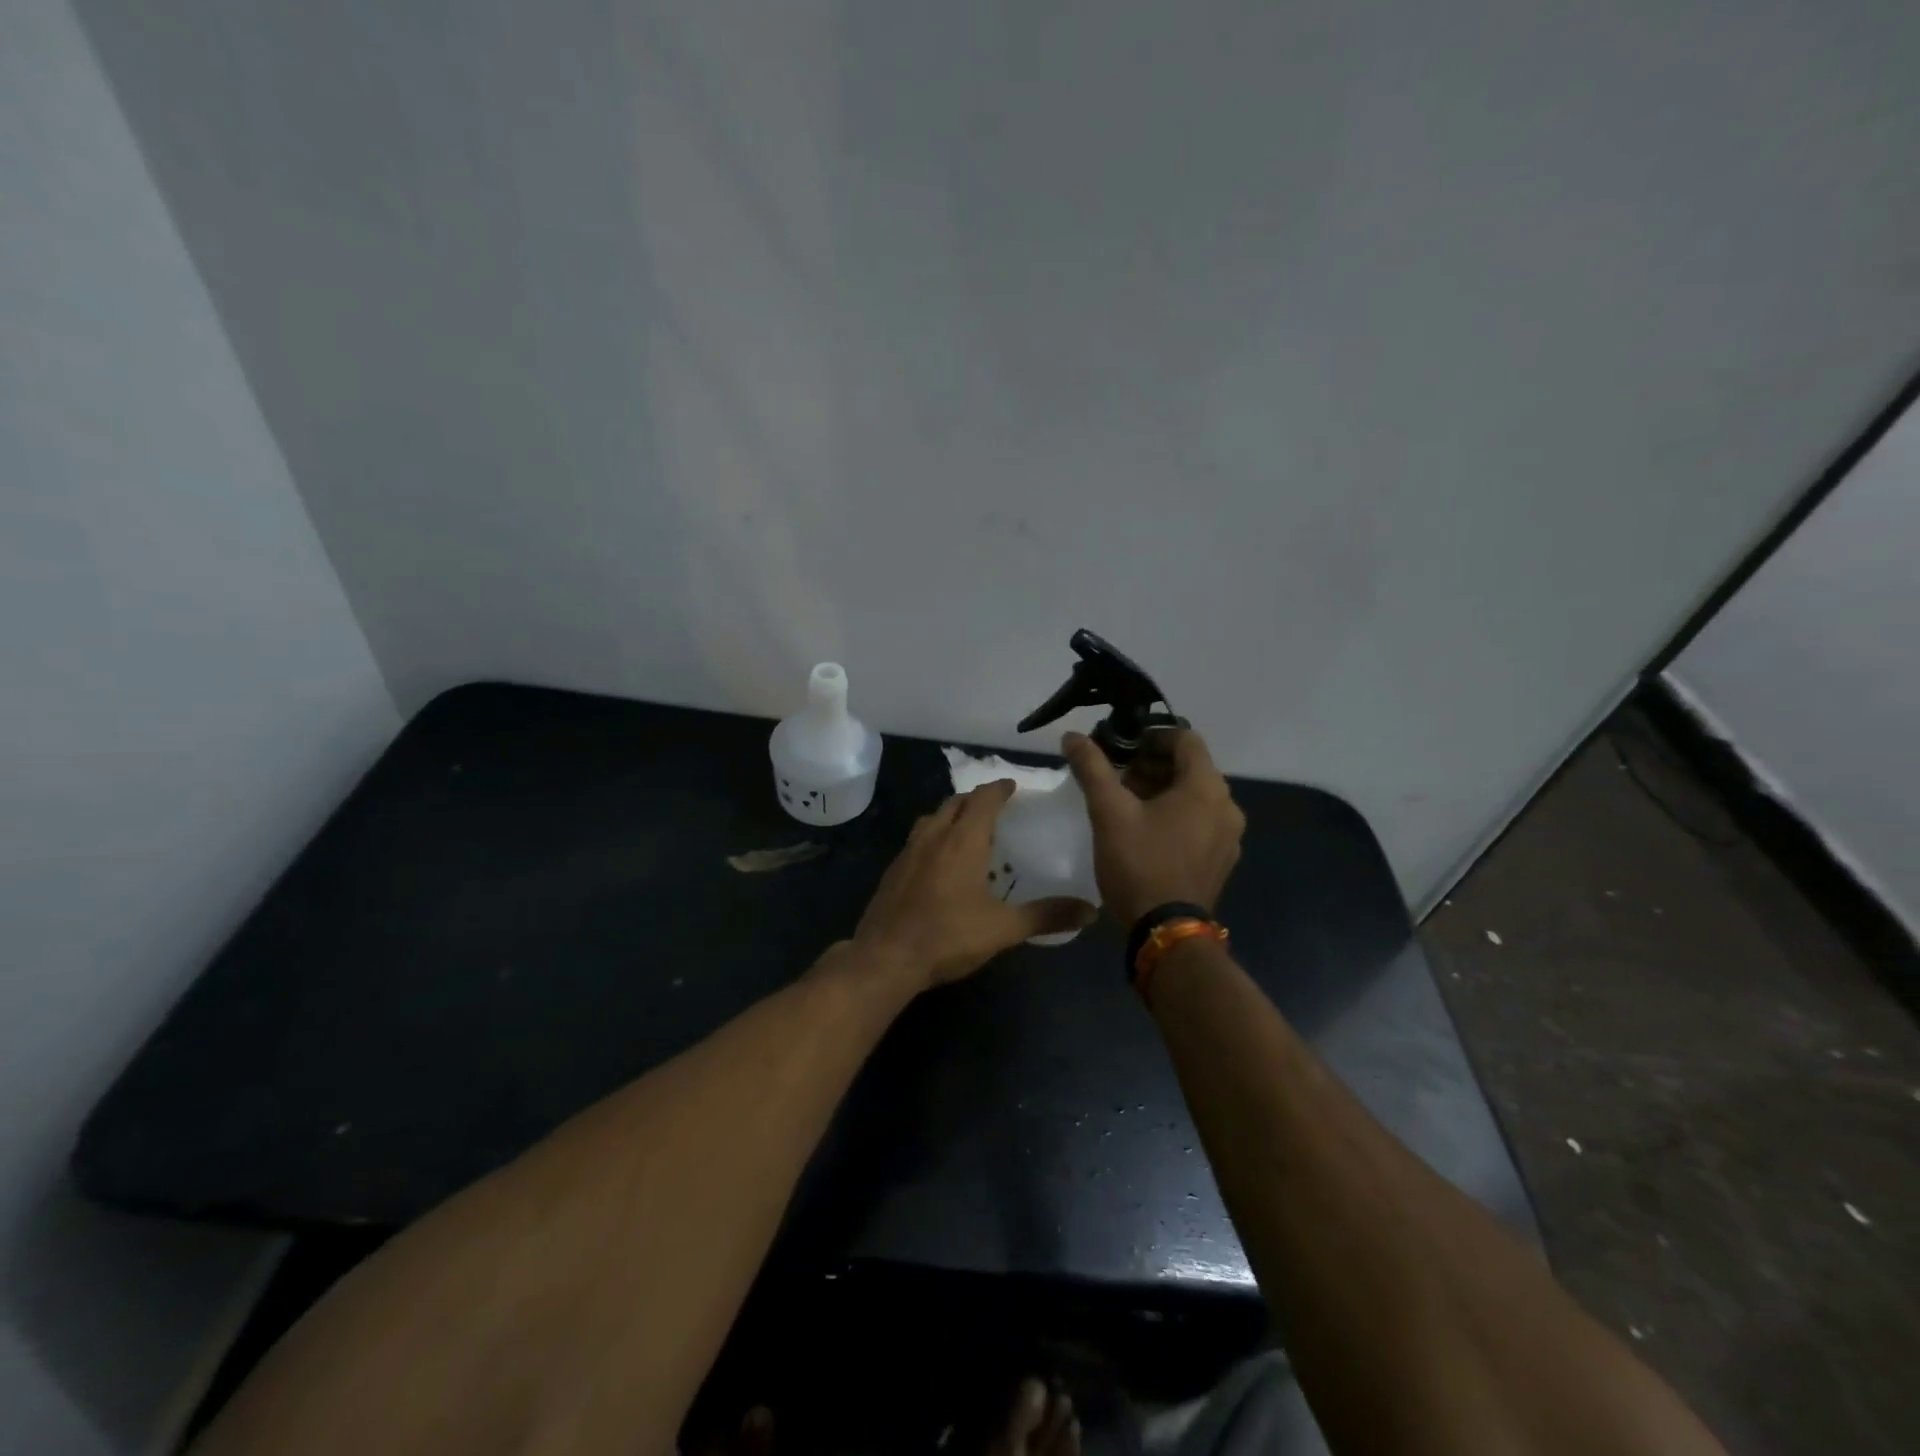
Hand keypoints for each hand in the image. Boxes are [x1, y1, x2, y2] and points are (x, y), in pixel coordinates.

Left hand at [852, 780, 1096, 989]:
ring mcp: (908, 852)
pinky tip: (939, 862)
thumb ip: (1046, 916)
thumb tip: (1090, 911)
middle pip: (955, 803)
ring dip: (951, 815)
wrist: (885, 958)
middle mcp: (934, 836)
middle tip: (995, 807)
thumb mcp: (1003, 928)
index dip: (999, 789)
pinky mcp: (893, 871)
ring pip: (932, 819)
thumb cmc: (948, 936)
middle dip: (975, 799)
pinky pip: (917, 840)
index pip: (983, 799)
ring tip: (967, 829)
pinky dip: (933, 837)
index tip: (1012, 786)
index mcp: (962, 840)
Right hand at [1062, 728, 1244, 926]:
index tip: (1122, 747)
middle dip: (1152, 765)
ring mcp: (1229, 836)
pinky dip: (1176, 814)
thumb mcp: (1109, 812)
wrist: (1166, 932)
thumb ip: (1092, 768)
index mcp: (1206, 787)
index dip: (1152, 735)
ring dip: (1162, 790)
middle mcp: (1227, 806)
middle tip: (1118, 777)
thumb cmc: (1139, 863)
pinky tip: (1146, 832)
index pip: (1185, 738)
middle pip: (1191, 767)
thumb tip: (1072, 736)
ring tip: (1126, 804)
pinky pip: (1201, 821)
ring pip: (1195, 796)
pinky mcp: (1222, 859)